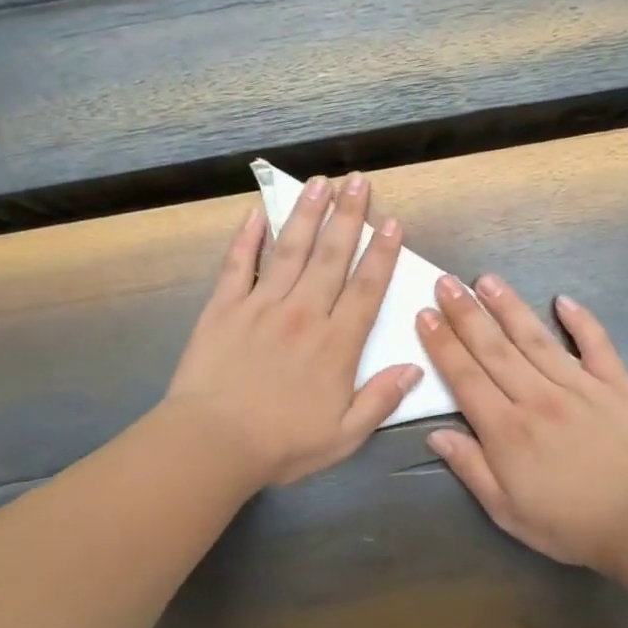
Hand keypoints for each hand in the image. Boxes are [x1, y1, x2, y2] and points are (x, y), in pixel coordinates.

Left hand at [164, 172, 421, 487]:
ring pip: (289, 250)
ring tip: (319, 182)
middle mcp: (303, 314)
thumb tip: (415, 367)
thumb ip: (381, 399)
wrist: (213, 444)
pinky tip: (255, 214)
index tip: (392, 222)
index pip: (366, 288)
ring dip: (306, 214)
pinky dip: (247, 238)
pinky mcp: (224, 308)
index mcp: (336, 344)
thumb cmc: (282, 445)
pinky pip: (238, 265)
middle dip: (348, 216)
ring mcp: (261, 306)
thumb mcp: (345, 436)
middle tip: (358, 182)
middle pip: (331, 256)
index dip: (382, 253)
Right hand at [417, 275, 627, 569]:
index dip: (442, 344)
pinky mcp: (616, 385)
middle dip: (466, 314)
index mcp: (506, 429)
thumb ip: (470, 468)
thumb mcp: (505, 510)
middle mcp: (537, 397)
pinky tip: (563, 300)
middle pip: (494, 349)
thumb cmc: (567, 524)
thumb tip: (436, 434)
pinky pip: (596, 345)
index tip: (425, 314)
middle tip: (445, 283)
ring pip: (536, 338)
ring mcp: (579, 386)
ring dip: (509, 307)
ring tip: (487, 280)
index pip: (465, 377)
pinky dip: (581, 321)